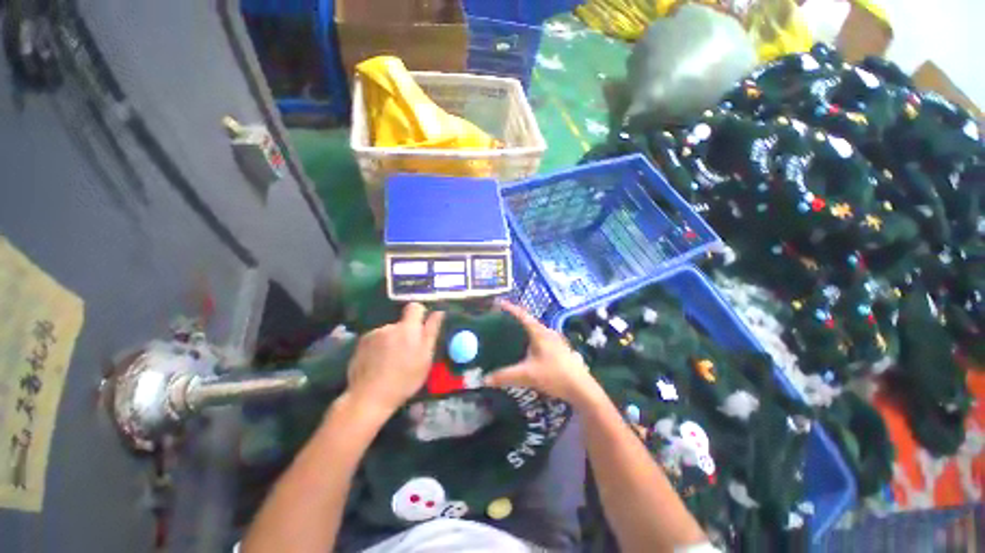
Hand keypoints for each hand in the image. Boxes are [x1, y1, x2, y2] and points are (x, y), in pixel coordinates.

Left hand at [344, 303, 444, 416]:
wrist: (369, 397)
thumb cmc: (404, 379)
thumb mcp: (425, 358)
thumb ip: (431, 332)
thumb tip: (439, 312)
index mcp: (407, 328)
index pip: (415, 307)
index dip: (420, 314)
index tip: (422, 327)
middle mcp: (389, 326)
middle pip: (401, 323)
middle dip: (406, 333)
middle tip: (407, 353)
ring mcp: (373, 334)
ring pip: (388, 332)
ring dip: (392, 340)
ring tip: (390, 361)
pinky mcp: (360, 344)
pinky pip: (376, 339)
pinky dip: (378, 347)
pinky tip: (377, 364)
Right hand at [484, 301, 598, 404]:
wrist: (582, 389)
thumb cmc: (554, 375)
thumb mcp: (527, 376)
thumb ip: (505, 376)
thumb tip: (485, 379)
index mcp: (540, 333)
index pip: (522, 315)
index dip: (510, 308)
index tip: (499, 303)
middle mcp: (548, 332)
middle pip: (529, 321)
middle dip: (516, 319)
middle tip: (502, 321)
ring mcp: (556, 341)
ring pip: (537, 331)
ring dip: (525, 330)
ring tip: (512, 334)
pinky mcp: (560, 349)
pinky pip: (541, 339)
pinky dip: (531, 339)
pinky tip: (528, 350)